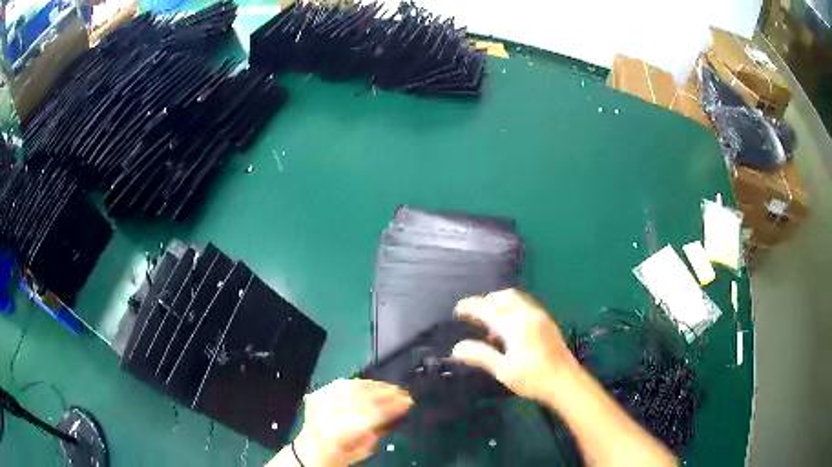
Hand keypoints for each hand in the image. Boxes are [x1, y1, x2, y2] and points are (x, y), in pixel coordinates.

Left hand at [291, 379, 412, 466]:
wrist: (313, 449)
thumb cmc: (342, 454)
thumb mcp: (366, 448)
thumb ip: (379, 429)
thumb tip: (396, 412)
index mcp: (344, 431)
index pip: (374, 412)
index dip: (393, 405)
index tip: (408, 402)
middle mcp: (330, 412)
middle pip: (364, 397)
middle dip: (387, 394)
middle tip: (403, 393)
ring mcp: (322, 400)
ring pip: (354, 387)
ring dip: (376, 386)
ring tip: (391, 388)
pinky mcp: (318, 393)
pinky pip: (342, 384)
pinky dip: (360, 383)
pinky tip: (372, 385)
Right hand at [451, 288, 576, 401]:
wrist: (565, 382)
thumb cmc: (533, 379)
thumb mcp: (503, 370)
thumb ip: (481, 355)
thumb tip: (457, 348)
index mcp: (516, 325)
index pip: (488, 308)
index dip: (471, 307)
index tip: (457, 310)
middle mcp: (528, 314)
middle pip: (503, 297)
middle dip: (485, 301)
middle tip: (471, 314)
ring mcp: (540, 316)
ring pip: (515, 298)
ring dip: (498, 302)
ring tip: (488, 320)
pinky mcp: (547, 322)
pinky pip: (525, 304)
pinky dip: (511, 307)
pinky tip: (508, 327)